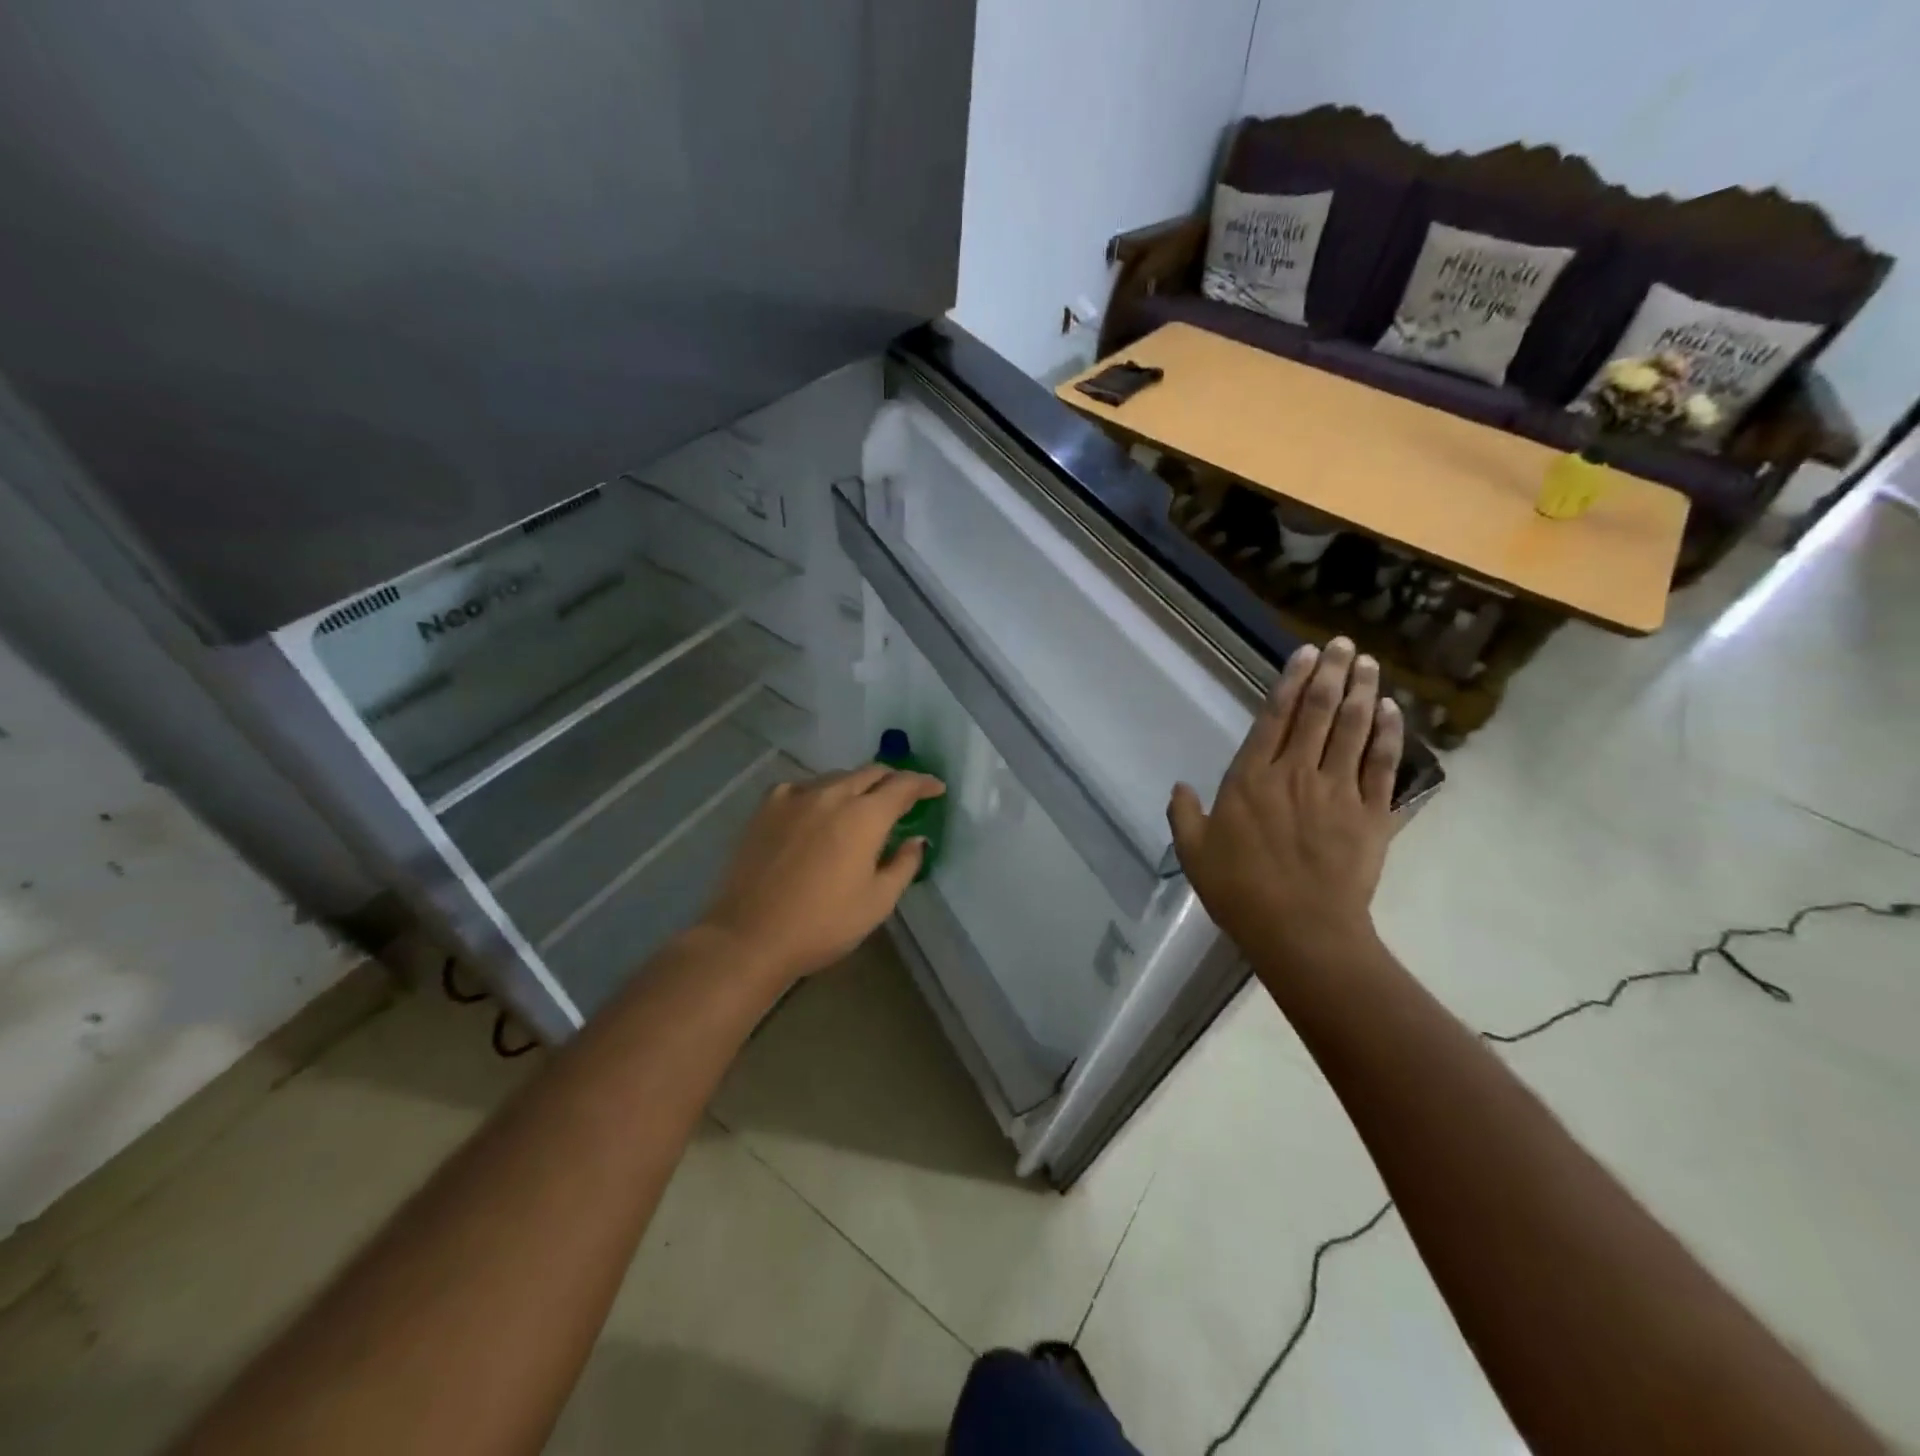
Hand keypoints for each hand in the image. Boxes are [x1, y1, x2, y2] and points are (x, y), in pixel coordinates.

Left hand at [698, 765, 945, 985]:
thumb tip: (915, 840)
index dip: (923, 783)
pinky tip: (818, 810)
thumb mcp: (877, 902)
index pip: (902, 785)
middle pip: (870, 772)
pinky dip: (821, 793)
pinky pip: (803, 787)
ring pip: (836, 777)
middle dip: (892, 780)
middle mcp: (831, 795)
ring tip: (862, 805)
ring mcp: (794, 797)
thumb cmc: (823, 924)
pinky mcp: (766, 808)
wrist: (750, 935)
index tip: (936, 789)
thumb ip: (903, 865)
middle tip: (904, 796)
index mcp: (864, 816)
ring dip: (857, 785)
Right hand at [1168, 638, 1402, 979]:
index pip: (1274, 718)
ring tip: (1368, 664)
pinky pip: (1382, 765)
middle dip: (1331, 674)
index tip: (1306, 654)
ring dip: (1361, 692)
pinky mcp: (1371, 814)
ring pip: (1353, 730)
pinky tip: (1391, 710)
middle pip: (1318, 713)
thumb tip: (1180, 787)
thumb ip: (1184, 815)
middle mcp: (1296, 773)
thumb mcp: (1195, 853)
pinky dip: (1388, 735)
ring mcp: (1338, 791)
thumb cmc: (1240, 890)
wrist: (1301, 930)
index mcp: (1252, 779)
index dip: (1290, 682)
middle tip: (1344, 645)